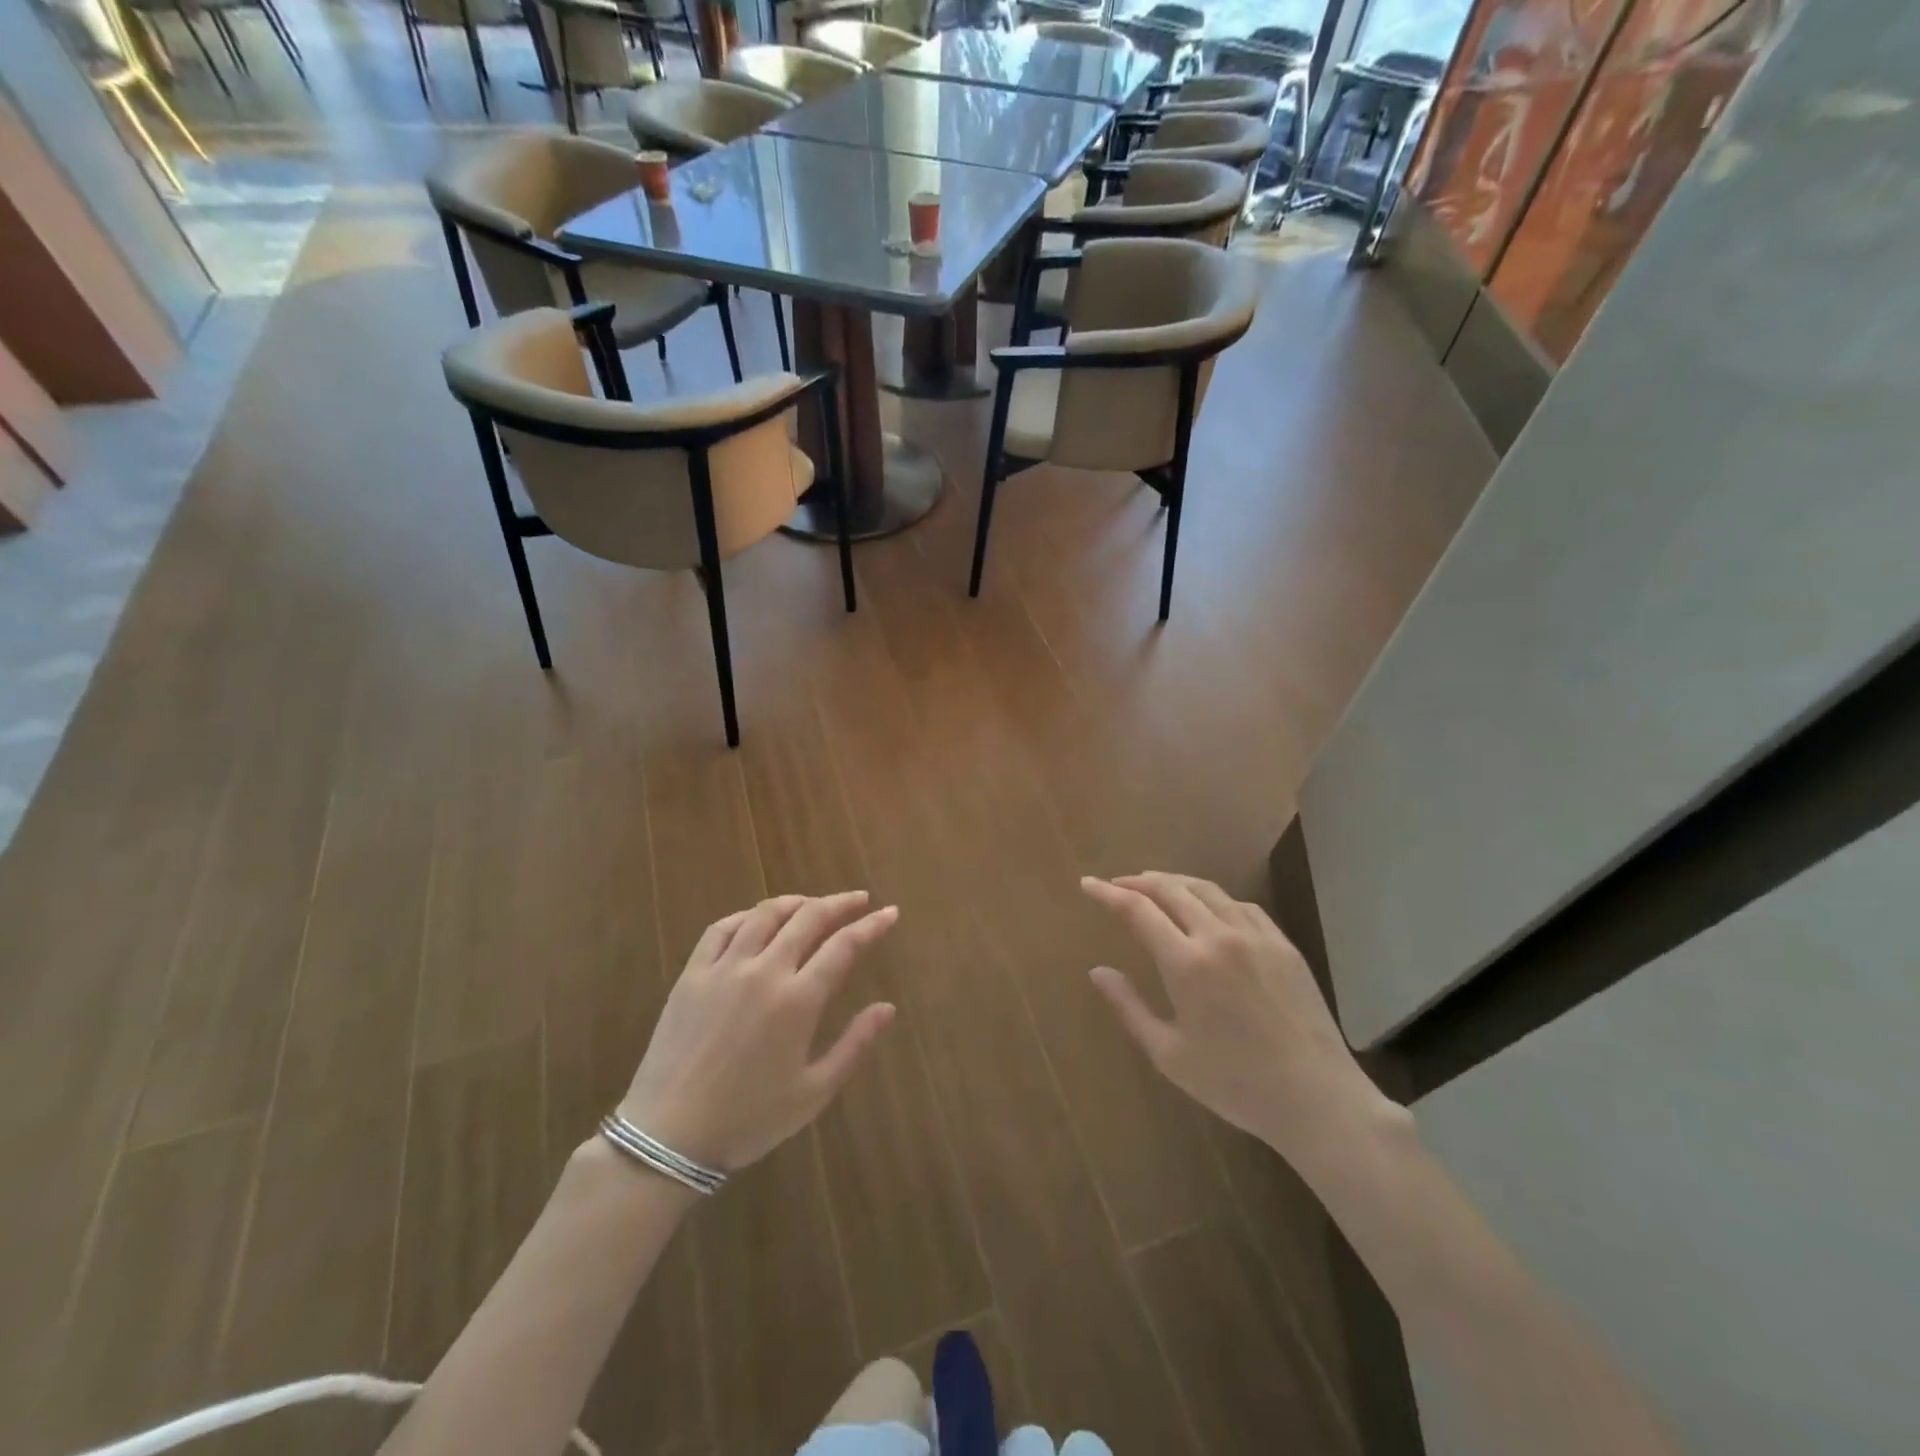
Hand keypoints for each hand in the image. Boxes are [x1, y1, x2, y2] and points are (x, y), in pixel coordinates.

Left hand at [619, 892, 898, 1171]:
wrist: (668, 1137)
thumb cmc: (749, 1119)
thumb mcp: (813, 1092)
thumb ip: (854, 1045)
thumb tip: (888, 1007)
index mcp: (798, 1000)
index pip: (844, 946)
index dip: (871, 925)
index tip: (890, 912)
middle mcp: (764, 972)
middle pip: (808, 918)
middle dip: (839, 903)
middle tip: (859, 899)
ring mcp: (724, 968)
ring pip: (765, 914)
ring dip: (796, 901)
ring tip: (813, 904)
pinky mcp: (692, 974)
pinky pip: (721, 928)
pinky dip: (747, 915)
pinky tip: (757, 919)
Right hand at [1081, 873, 1388, 1166]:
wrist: (1317, 1098)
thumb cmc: (1234, 1083)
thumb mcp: (1169, 1054)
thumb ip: (1129, 1007)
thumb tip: (1098, 972)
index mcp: (1186, 963)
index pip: (1137, 910)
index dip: (1108, 893)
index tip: (1088, 884)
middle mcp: (1219, 937)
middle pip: (1171, 889)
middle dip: (1138, 882)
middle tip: (1118, 885)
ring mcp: (1256, 936)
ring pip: (1207, 890)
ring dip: (1175, 882)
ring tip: (1156, 886)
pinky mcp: (1283, 945)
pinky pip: (1241, 905)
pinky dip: (1213, 897)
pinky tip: (1208, 907)